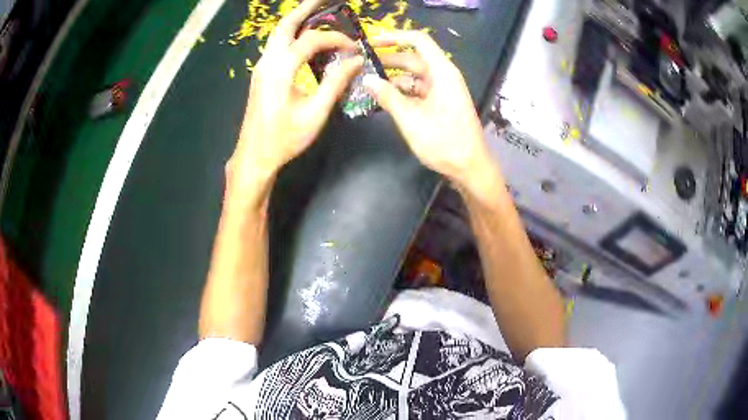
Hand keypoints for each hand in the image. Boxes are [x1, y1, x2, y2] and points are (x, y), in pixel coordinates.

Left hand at [228, 0, 362, 192]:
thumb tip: (356, 61)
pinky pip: (276, 46)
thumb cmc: (284, 138)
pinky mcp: (260, 75)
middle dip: (305, 9)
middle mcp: (267, 62)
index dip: (335, 38)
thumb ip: (335, 83)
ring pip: (278, 34)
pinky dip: (291, 35)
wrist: (254, 156)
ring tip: (315, 12)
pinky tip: (304, 39)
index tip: (353, 46)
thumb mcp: (315, 113)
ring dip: (297, 20)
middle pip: (285, 25)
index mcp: (280, 69)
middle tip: (323, 0)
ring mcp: (261, 68)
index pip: (311, 40)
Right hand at [364, 31, 493, 190]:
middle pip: (413, 59)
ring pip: (414, 76)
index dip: (394, 37)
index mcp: (442, 72)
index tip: (371, 42)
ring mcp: (443, 90)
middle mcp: (443, 76)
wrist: (470, 168)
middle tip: (361, 66)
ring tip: (368, 85)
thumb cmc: (444, 141)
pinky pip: (418, 90)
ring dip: (393, 79)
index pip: (418, 41)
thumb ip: (388, 96)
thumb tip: (366, 79)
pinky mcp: (441, 103)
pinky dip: (402, 93)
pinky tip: (384, 100)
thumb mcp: (411, 118)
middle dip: (388, 61)